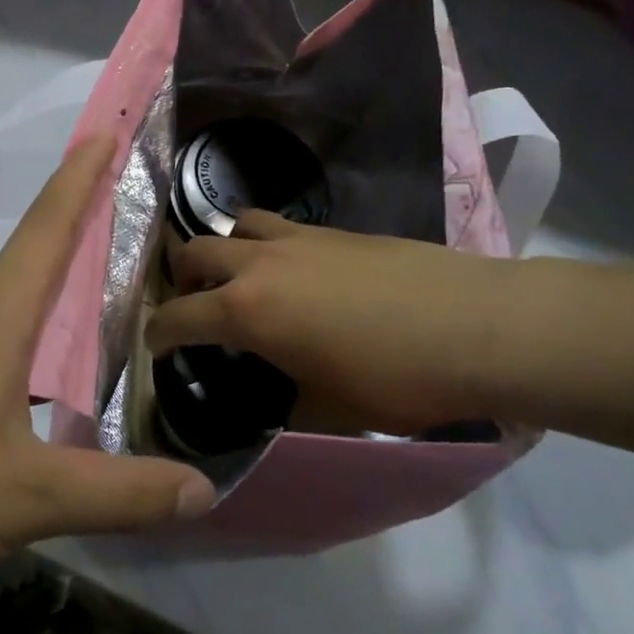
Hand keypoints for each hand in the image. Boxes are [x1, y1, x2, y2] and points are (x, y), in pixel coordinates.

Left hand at [0, 138, 216, 633]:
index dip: (78, 179)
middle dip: (73, 237)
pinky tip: (27, 397)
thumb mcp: (27, 499)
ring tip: (92, 312)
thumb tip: (205, 490)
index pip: (46, 232)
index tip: (103, 131)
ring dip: (45, 305)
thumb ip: (119, 494)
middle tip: (124, 224)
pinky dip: (15, 354)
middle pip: (25, 269)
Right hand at [147, 210, 522, 436]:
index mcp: (247, 311)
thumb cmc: (395, 378)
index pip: (178, 317)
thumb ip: (287, 399)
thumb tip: (278, 398)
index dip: (159, 335)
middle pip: (195, 252)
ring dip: (225, 249)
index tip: (157, 347)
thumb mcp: (328, 408)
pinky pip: (281, 228)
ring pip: (237, 225)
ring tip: (242, 278)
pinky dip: (269, 246)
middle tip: (195, 307)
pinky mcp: (336, 231)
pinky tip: (297, 274)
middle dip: (182, 280)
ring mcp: (299, 239)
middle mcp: (260, 264)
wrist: (476, 326)